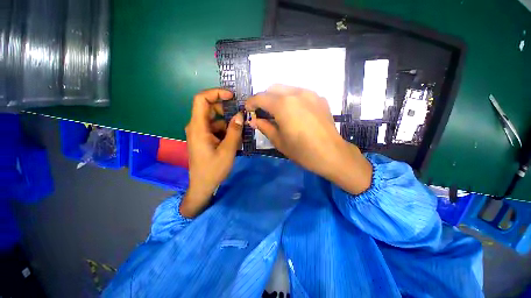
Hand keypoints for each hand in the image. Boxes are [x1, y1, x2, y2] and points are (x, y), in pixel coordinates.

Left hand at [181, 89, 242, 217]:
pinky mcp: (205, 139)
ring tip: (241, 132)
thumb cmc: (213, 169)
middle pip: (209, 108)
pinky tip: (235, 140)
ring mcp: (200, 133)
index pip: (201, 100)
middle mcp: (197, 127)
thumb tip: (240, 115)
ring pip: (215, 120)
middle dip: (226, 109)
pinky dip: (226, 130)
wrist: (203, 185)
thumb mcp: (228, 150)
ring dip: (229, 123)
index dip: (215, 93)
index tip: (231, 96)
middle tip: (241, 115)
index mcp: (198, 127)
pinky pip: (216, 129)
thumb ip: (234, 131)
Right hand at [246, 85, 371, 194]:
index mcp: (283, 105)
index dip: (251, 102)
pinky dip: (292, 98)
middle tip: (262, 111)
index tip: (248, 109)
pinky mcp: (319, 98)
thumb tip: (253, 121)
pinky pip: (300, 93)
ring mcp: (310, 94)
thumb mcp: (279, 141)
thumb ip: (265, 127)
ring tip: (277, 111)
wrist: (331, 154)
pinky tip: (294, 112)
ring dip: (278, 96)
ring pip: (287, 88)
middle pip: (273, 88)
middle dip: (264, 97)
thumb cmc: (302, 151)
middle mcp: (296, 93)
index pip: (261, 97)